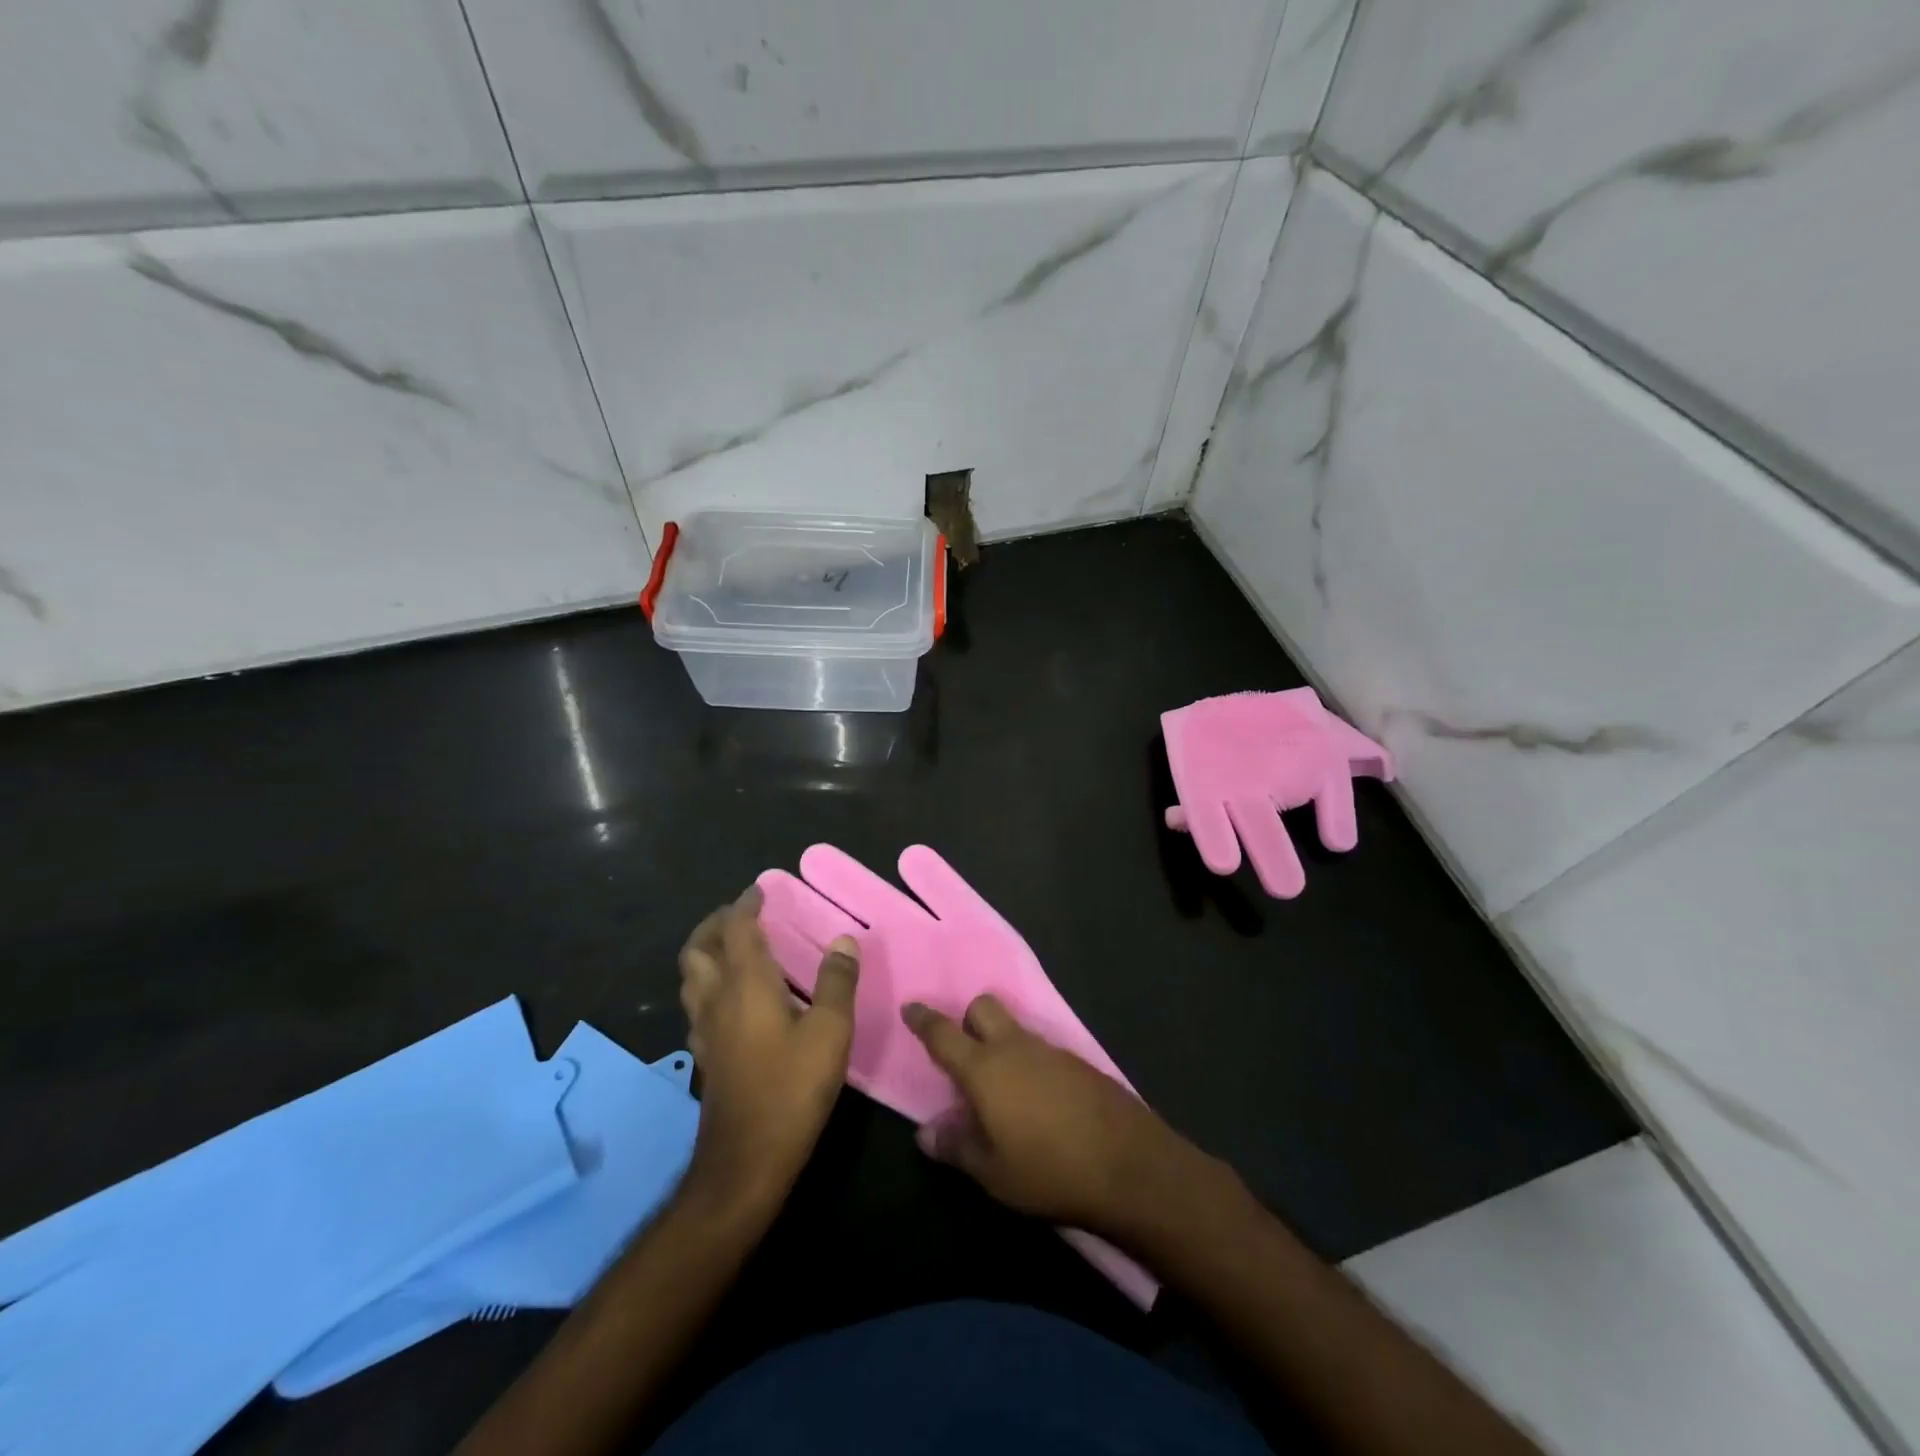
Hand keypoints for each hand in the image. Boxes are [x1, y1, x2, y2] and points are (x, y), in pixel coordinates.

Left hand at [678, 887, 858, 1208]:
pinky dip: (710, 986)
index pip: (736, 929)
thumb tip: (844, 940)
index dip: (746, 905)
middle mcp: (716, 1000)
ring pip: (691, 978)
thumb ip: (837, 982)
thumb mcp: (830, 1032)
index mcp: (745, 985)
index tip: (759, 889)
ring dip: (706, 953)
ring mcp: (705, 1031)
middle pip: (698, 949)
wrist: (746, 1161)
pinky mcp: (706, 1056)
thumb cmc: (791, 1088)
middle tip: (739, 915)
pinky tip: (733, 1001)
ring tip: (734, 949)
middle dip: (714, 924)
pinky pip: (698, 1005)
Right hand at [902, 994, 1220, 1238]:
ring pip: (1015, 1028)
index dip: (924, 1019)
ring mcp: (1051, 1050)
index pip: (944, 1034)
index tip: (910, 1006)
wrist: (1129, 1165)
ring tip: (1002, 1089)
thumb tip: (925, 1133)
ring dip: (1001, 1043)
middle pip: (984, 1008)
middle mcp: (1016, 1047)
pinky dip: (1029, 1062)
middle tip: (965, 1056)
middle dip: (969, 1020)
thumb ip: (956, 1147)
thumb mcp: (993, 1173)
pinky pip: (1041, 1048)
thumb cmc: (1049, 1171)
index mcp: (985, 1069)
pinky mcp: (1078, 1062)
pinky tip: (1038, 1100)